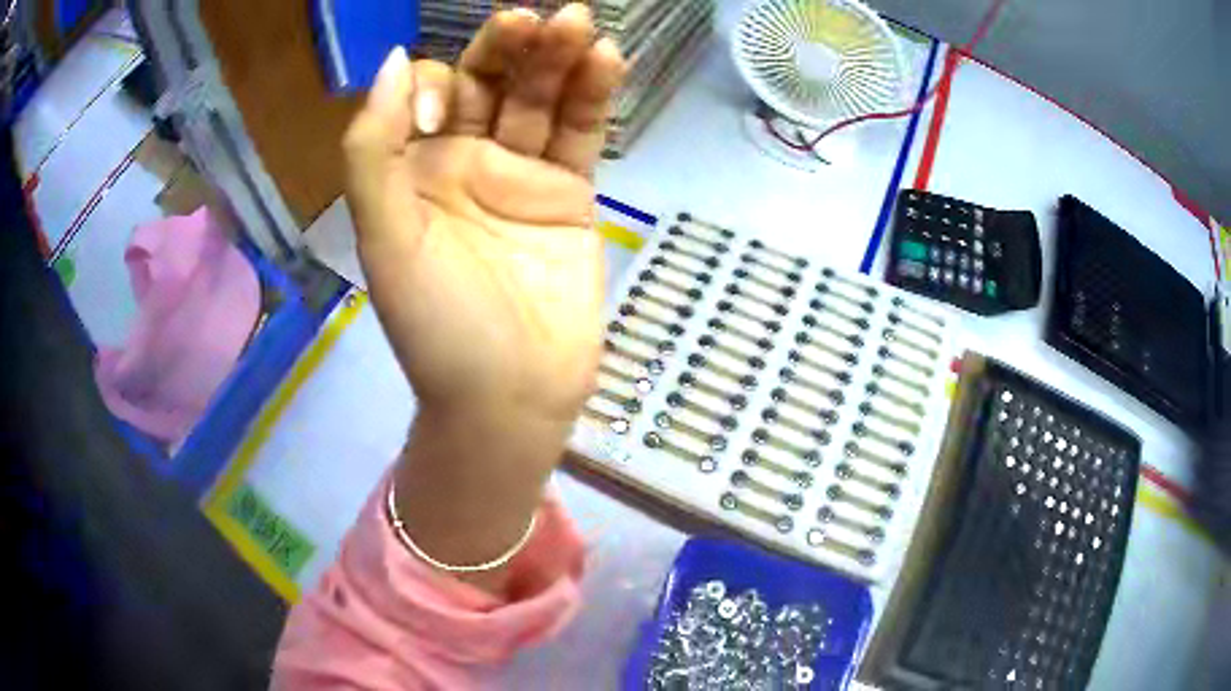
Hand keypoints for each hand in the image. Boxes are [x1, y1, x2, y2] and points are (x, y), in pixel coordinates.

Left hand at [344, 5, 625, 428]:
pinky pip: (579, 135)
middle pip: (490, 85)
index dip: (442, 84)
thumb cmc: (439, 326)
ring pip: (540, 101)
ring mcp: (521, 174)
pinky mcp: (569, 194)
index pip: (431, 94)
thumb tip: (396, 60)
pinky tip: (607, 59)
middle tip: (543, 19)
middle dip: (513, 48)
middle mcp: (464, 161)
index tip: (449, 110)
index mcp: (413, 170)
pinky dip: (593, 97)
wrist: (509, 398)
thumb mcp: (385, 238)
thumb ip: (374, 149)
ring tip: (582, 23)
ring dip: (560, 60)